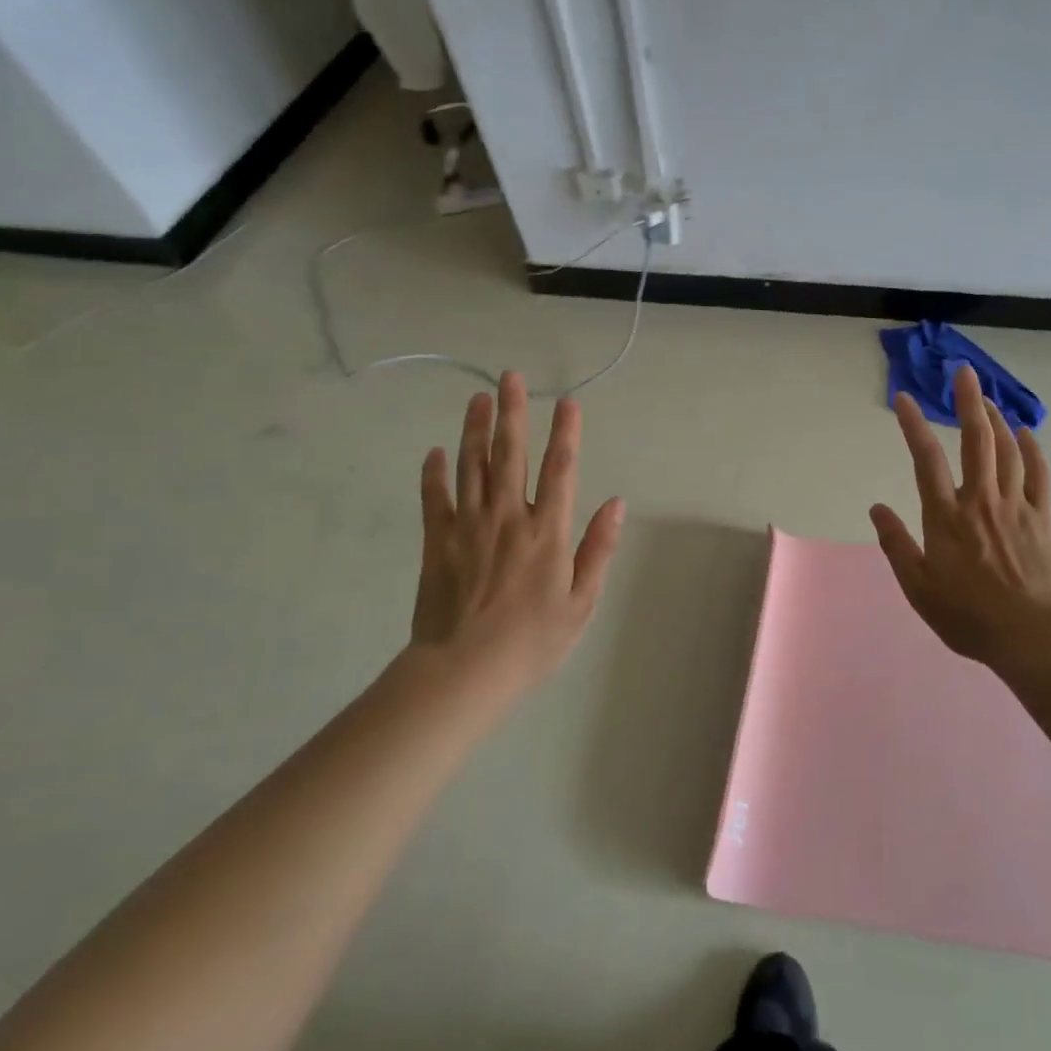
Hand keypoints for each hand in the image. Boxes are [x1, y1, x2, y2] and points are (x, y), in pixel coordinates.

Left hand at [410, 371, 624, 689]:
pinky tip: (435, 451)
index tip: (569, 402)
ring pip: (471, 466)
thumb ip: (598, 549)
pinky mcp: (437, 542)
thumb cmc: (532, 642)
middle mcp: (508, 517)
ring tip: (478, 398)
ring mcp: (468, 526)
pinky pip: (435, 498)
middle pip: (510, 454)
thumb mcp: (581, 602)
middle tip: (510, 377)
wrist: (462, 673)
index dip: (567, 433)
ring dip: (475, 429)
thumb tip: (617, 503)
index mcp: (547, 531)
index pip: (560, 469)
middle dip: (513, 412)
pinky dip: (434, 473)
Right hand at [870, 364, 1050, 668]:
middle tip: (963, 371)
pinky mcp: (1041, 516)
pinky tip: (1025, 432)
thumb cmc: (968, 616)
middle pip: (975, 440)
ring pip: (1006, 449)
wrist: (1032, 637)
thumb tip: (876, 507)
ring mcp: (1015, 505)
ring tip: (985, 397)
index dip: (913, 425)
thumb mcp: (918, 588)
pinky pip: (1038, 473)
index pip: (925, 459)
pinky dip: (1032, 448)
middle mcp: (980, 500)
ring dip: (995, 418)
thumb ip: (896, 545)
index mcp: (946, 517)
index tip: (903, 398)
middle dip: (968, 401)